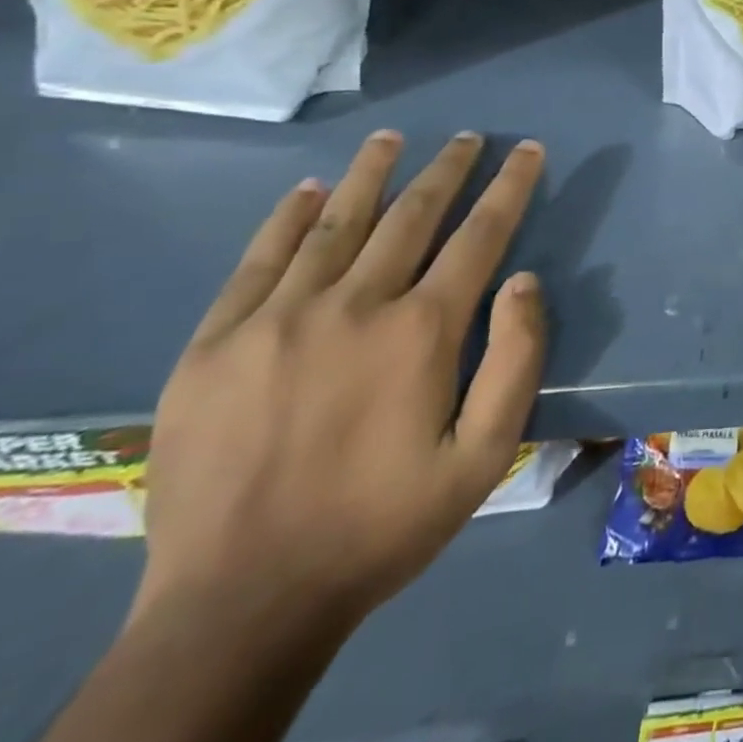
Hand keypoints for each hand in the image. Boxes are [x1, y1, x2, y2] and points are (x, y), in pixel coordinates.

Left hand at [135, 130, 548, 639]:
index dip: (510, 186)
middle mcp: (354, 305)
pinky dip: (288, 218)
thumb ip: (516, 361)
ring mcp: (277, 319)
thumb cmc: (382, 524)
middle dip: (447, 169)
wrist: (240, 605)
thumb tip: (525, 279)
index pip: (480, 235)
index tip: (527, 149)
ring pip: (336, 222)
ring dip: (372, 174)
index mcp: (421, 331)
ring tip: (393, 138)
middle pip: (411, 215)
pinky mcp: (215, 344)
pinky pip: (259, 260)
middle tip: (468, 137)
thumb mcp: (484, 456)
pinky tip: (308, 190)